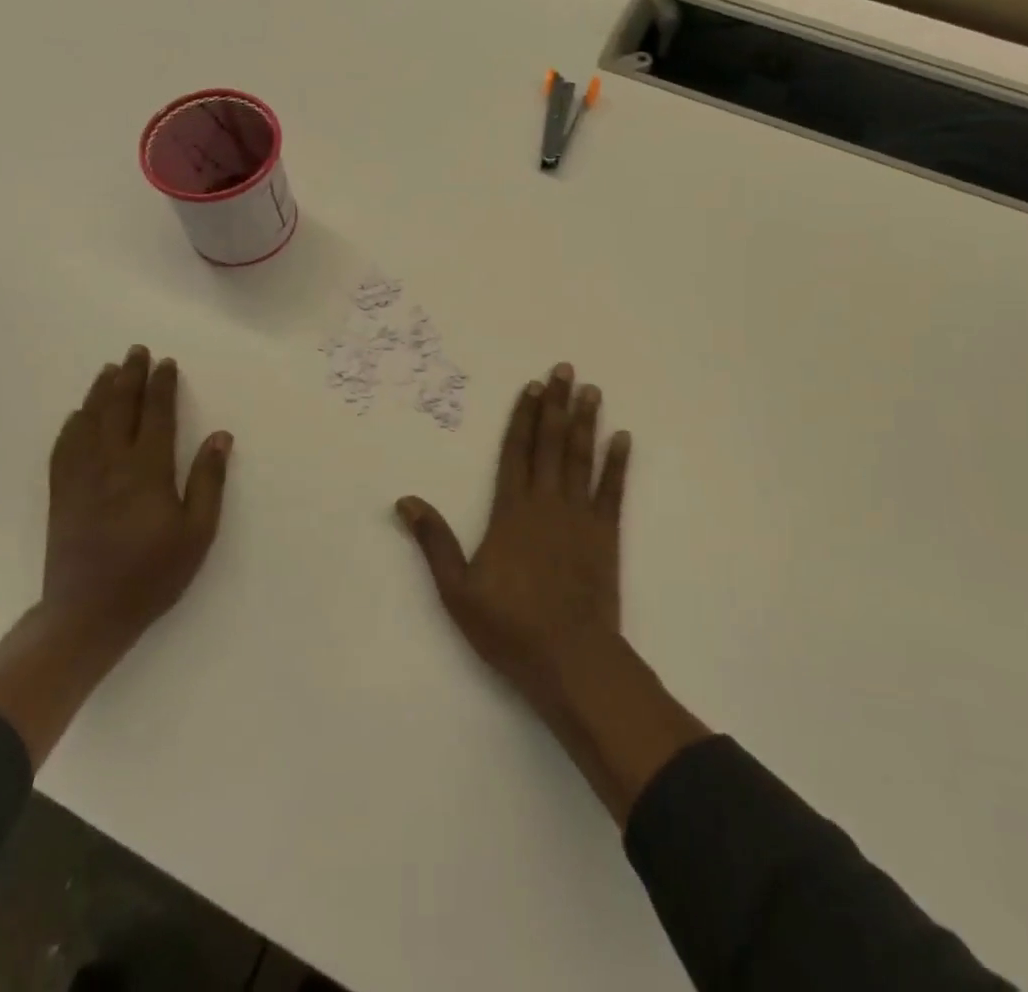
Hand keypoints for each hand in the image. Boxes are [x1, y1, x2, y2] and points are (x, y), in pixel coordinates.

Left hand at [43, 346, 232, 647]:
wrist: (87, 615)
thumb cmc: (152, 574)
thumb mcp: (197, 533)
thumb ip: (208, 481)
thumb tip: (220, 437)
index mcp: (147, 471)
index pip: (156, 415)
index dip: (162, 387)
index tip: (167, 363)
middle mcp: (111, 464)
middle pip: (119, 409)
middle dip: (130, 377)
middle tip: (136, 351)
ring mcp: (80, 478)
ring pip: (89, 422)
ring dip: (100, 392)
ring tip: (109, 370)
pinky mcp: (61, 495)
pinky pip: (64, 448)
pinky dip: (72, 425)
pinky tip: (77, 415)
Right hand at [397, 362, 708, 822]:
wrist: (570, 658)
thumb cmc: (509, 626)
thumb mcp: (457, 590)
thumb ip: (435, 542)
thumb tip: (405, 501)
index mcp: (511, 511)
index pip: (516, 452)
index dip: (523, 417)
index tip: (532, 387)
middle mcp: (546, 503)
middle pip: (551, 444)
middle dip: (556, 405)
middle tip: (565, 369)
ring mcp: (580, 516)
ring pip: (582, 458)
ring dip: (586, 422)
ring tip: (592, 390)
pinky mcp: (606, 534)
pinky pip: (613, 490)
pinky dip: (617, 463)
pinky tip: (622, 438)